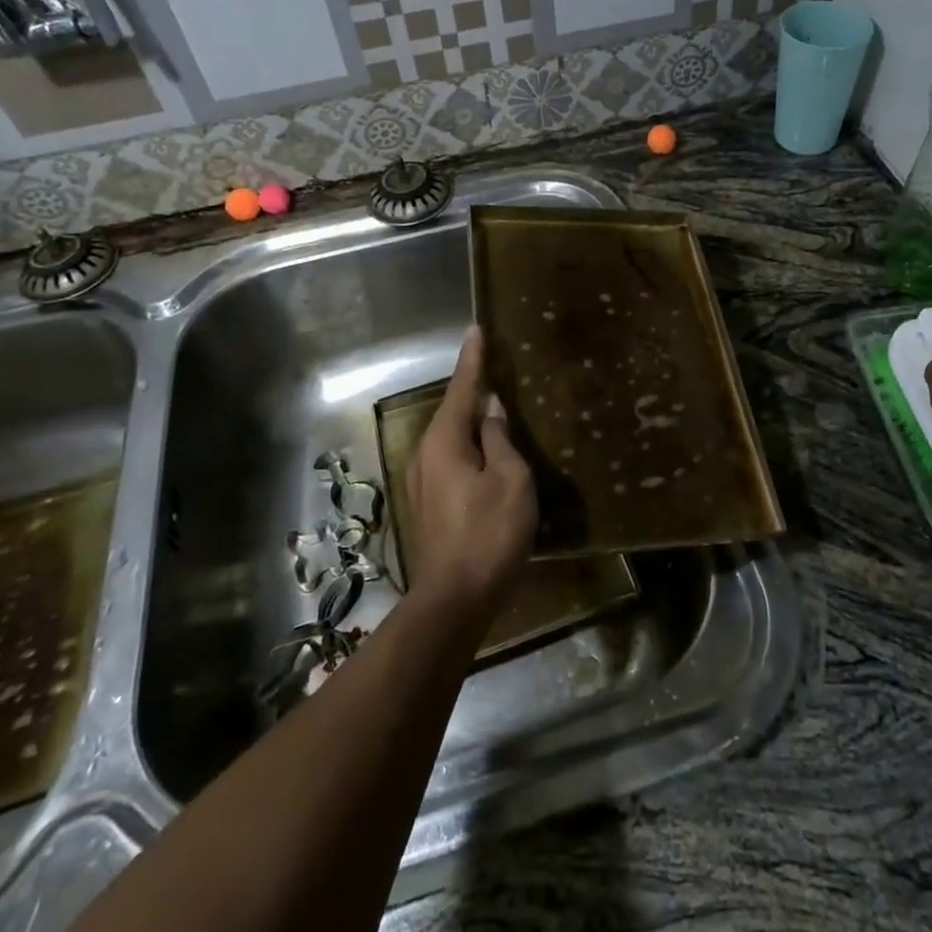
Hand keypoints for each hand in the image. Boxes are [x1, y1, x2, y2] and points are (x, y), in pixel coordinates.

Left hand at [406, 327, 536, 616]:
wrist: (454, 601)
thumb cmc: (489, 534)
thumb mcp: (510, 480)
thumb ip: (499, 439)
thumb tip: (491, 410)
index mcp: (444, 442)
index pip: (461, 389)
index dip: (472, 359)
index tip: (476, 330)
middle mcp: (424, 455)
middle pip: (451, 413)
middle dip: (471, 391)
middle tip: (493, 369)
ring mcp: (420, 482)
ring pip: (449, 439)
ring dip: (469, 423)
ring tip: (493, 410)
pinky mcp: (426, 505)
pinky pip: (448, 460)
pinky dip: (466, 448)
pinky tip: (484, 454)